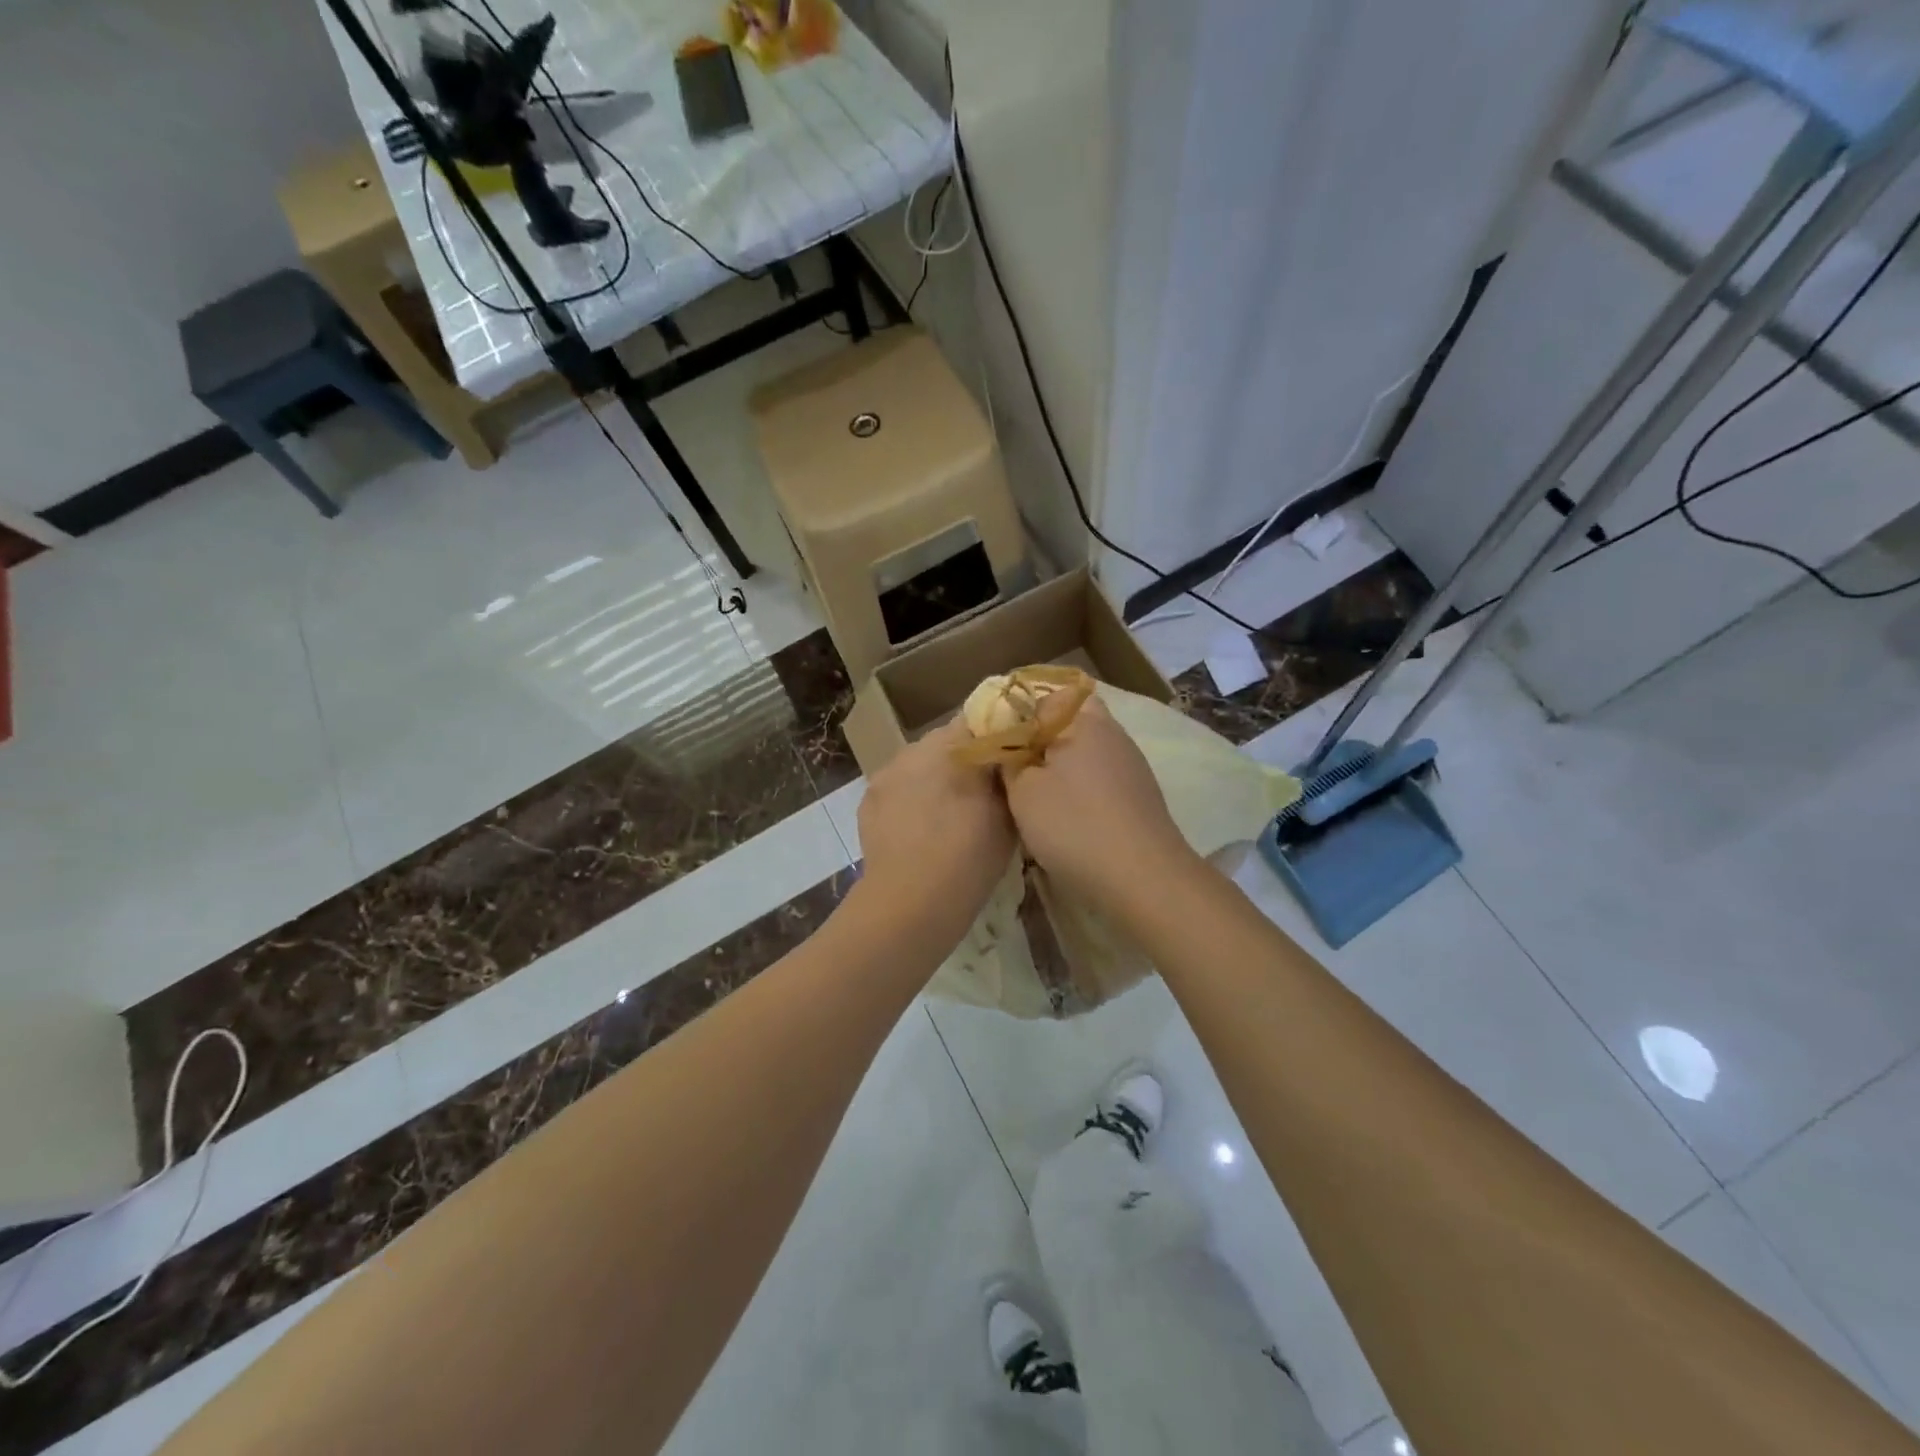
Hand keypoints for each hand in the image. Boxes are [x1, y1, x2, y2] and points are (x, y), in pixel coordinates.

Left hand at [854, 719, 1016, 950]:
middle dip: (964, 761)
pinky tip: (920, 829)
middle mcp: (915, 747)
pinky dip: (910, 800)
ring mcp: (887, 772)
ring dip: (935, 779)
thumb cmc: (969, 856)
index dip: (996, 738)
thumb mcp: (1008, 814)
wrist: (911, 902)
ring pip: (920, 765)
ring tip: (949, 815)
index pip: (981, 720)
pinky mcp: (868, 799)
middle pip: (947, 742)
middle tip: (982, 792)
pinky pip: (898, 788)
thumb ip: (1008, 777)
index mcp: (953, 744)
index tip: (1008, 760)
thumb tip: (1009, 759)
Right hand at [1002, 695, 1200, 908]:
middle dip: (1039, 740)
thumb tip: (1006, 745)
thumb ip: (1008, 759)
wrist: (1142, 878)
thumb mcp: (1022, 791)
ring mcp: (1131, 763)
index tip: (996, 739)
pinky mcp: (1139, 793)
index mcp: (1084, 720)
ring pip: (1085, 750)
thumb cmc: (1073, 825)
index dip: (1017, 714)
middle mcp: (1113, 732)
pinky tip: (1065, 813)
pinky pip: (1099, 776)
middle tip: (1012, 766)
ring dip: (1059, 766)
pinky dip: (1079, 787)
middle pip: (1068, 722)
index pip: (1044, 696)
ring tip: (1033, 793)